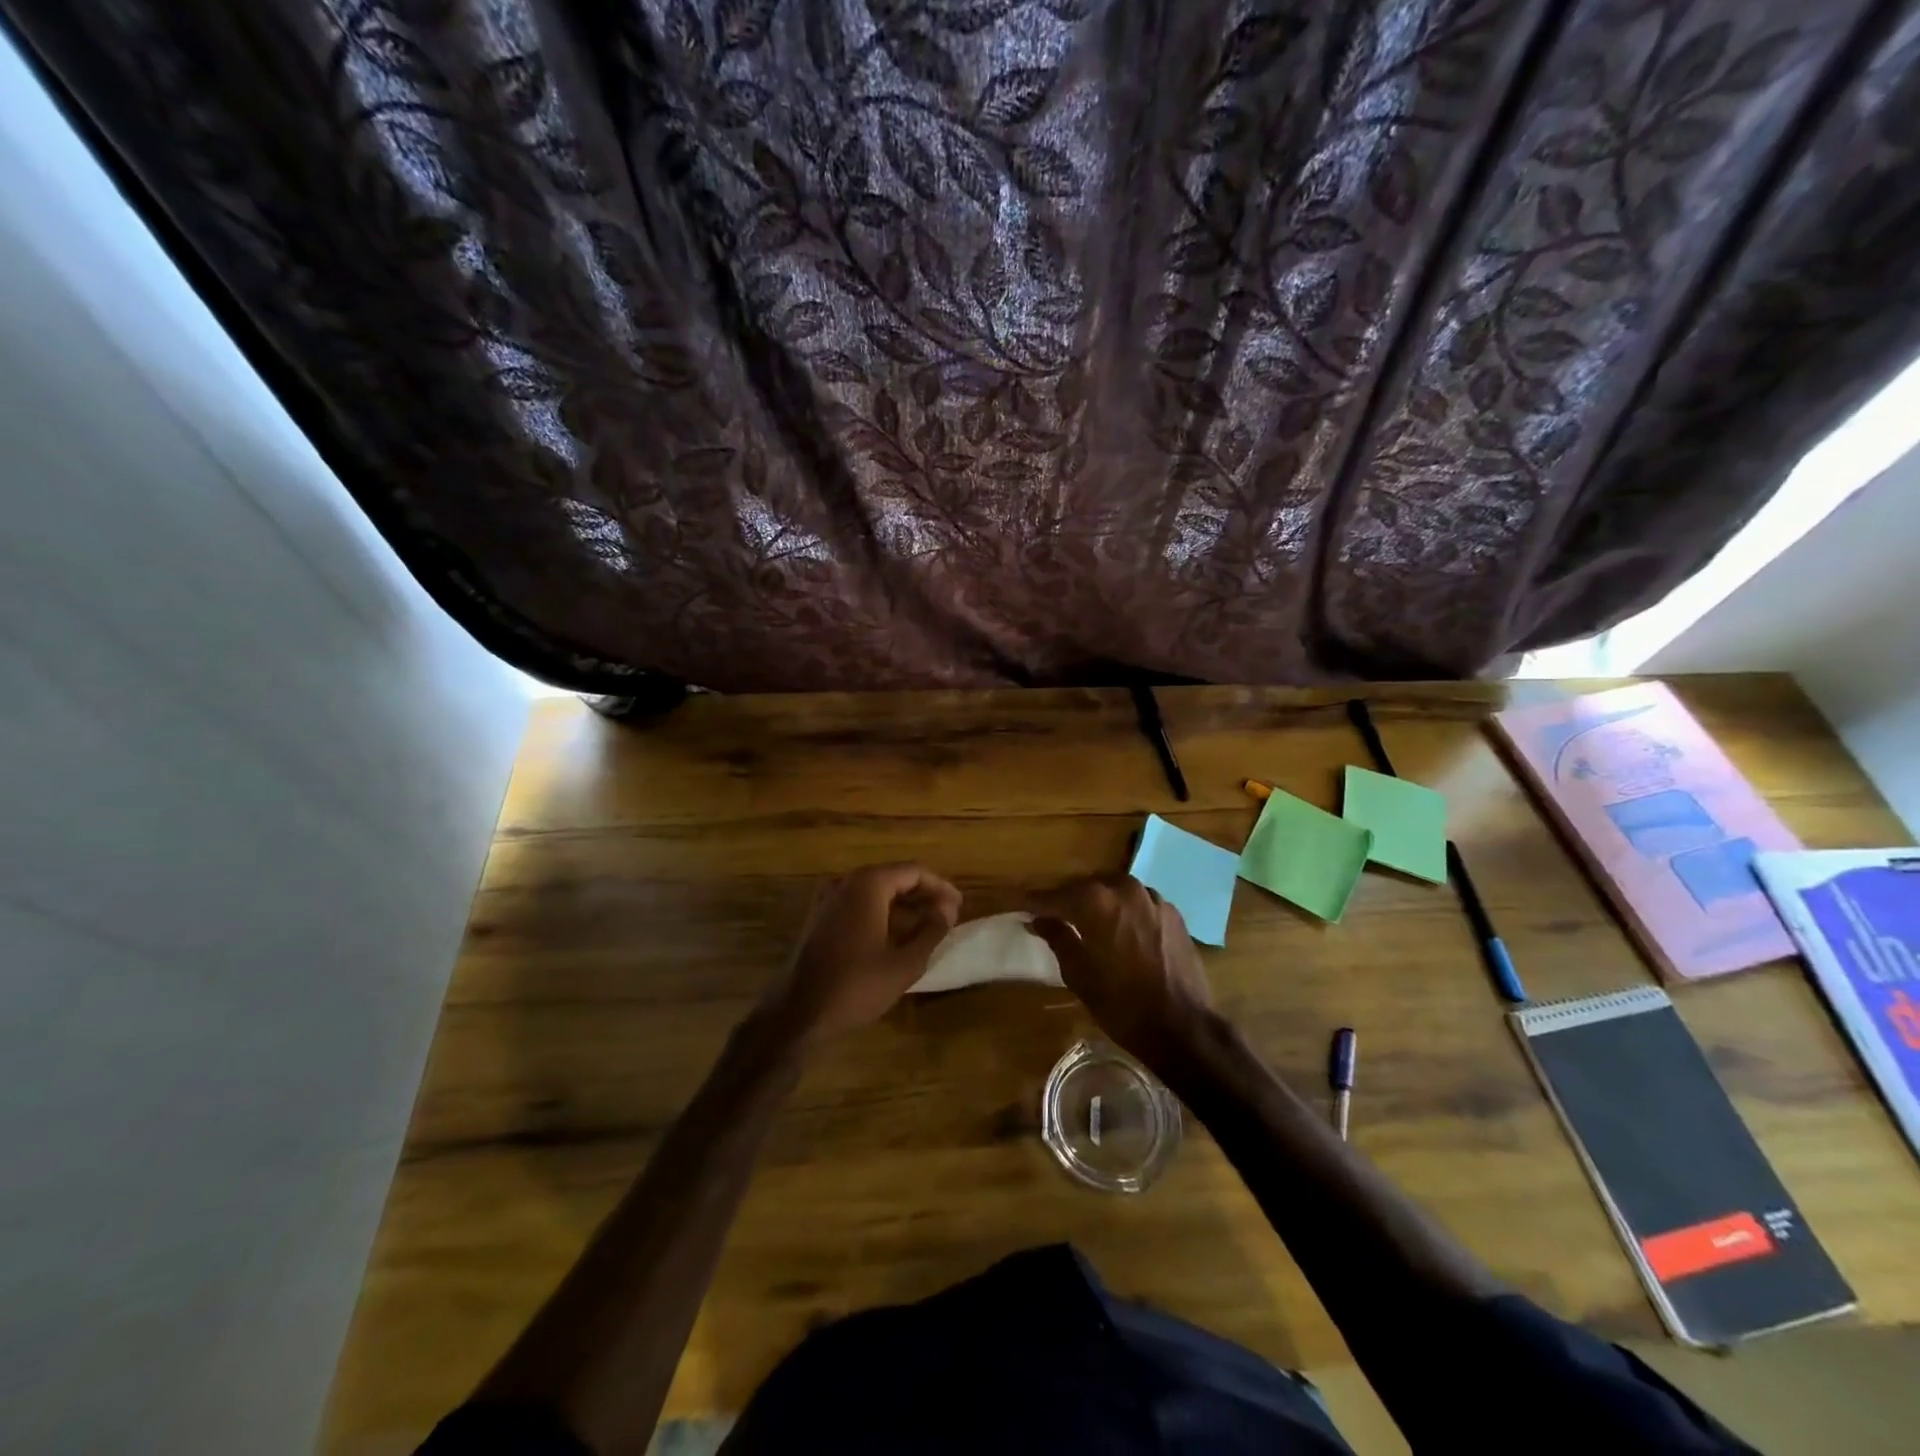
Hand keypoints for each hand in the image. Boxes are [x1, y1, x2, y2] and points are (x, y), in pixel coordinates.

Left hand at [760, 863, 961, 1043]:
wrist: (797, 1012)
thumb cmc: (856, 985)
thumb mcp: (905, 963)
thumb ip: (931, 931)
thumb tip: (947, 910)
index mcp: (868, 884)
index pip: (914, 871)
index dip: (941, 887)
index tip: (959, 906)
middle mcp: (846, 882)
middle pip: (894, 878)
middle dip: (923, 896)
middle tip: (948, 917)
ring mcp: (828, 899)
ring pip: (876, 892)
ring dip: (904, 907)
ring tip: (928, 929)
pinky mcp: (819, 918)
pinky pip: (858, 905)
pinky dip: (882, 915)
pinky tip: (897, 938)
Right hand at [1026, 874, 1212, 1064]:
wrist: (1182, 1026)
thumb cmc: (1121, 1005)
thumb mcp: (1079, 975)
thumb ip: (1058, 938)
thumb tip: (1038, 920)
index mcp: (1096, 902)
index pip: (1056, 895)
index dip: (1037, 901)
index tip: (1022, 905)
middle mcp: (1124, 889)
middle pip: (1087, 886)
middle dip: (1068, 897)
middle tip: (1053, 913)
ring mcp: (1152, 898)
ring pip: (1115, 889)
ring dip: (1098, 900)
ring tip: (1087, 919)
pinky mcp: (1172, 912)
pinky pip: (1139, 901)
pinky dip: (1124, 908)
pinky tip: (1120, 927)